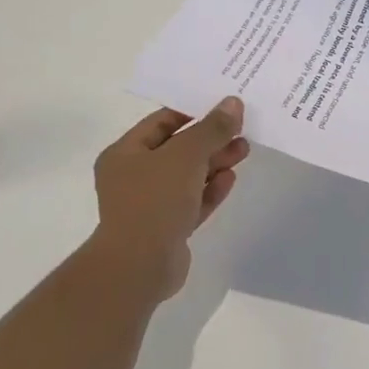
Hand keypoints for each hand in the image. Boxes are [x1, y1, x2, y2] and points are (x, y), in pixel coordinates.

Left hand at [91, 98, 249, 299]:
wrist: (140, 266)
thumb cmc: (155, 201)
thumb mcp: (186, 156)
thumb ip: (211, 129)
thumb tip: (232, 103)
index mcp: (124, 153)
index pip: (161, 122)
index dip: (193, 112)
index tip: (224, 107)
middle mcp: (133, 176)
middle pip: (177, 149)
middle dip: (210, 139)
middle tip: (241, 130)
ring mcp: (150, 205)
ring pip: (187, 177)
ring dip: (214, 163)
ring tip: (244, 150)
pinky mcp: (167, 229)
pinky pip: (191, 202)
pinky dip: (210, 190)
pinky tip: (230, 178)